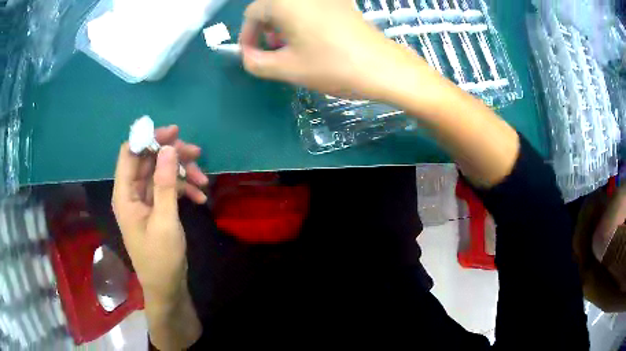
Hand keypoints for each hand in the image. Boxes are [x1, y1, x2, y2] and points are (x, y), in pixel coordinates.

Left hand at [112, 125, 208, 300]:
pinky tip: (201, 197)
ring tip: (204, 181)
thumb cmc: (161, 258)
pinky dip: (184, 189)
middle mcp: (132, 193)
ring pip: (161, 172)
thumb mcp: (165, 220)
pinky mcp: (156, 207)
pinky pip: (168, 188)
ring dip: (182, 173)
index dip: (148, 138)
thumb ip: (165, 183)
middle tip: (196, 153)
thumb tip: (168, 148)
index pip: (129, 153)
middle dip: (172, 155)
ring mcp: (144, 200)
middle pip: (148, 160)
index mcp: (125, 194)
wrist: (167, 287)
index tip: (173, 133)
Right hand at [240, 0, 424, 99]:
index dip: (247, 35)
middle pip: (272, 7)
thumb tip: (247, 55)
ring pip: (291, 6)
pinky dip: (301, 20)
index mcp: (285, 3)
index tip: (251, 55)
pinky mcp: (341, 3)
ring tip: (291, 47)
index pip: (252, 14)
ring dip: (283, 25)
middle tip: (273, 51)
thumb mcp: (287, 69)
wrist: (383, 67)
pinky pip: (310, 7)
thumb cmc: (332, 66)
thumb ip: (256, 62)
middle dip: (265, 29)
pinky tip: (311, 39)